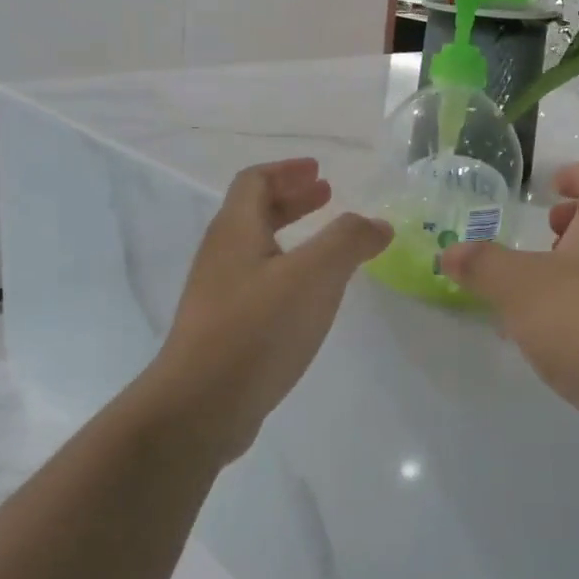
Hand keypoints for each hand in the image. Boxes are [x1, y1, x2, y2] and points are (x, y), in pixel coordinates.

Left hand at [146, 159, 390, 463]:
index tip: (320, 173)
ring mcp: (218, 295)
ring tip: (327, 248)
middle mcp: (221, 255)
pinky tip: (309, 298)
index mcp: (235, 230)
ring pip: (256, 250)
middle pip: (253, 212)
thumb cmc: (257, 329)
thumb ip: (348, 242)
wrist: (201, 406)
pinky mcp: (224, 329)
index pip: (255, 181)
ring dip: (291, 236)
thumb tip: (378, 224)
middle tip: (328, 197)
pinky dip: (287, 272)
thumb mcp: (313, 276)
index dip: (287, 171)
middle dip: (292, 200)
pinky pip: (258, 284)